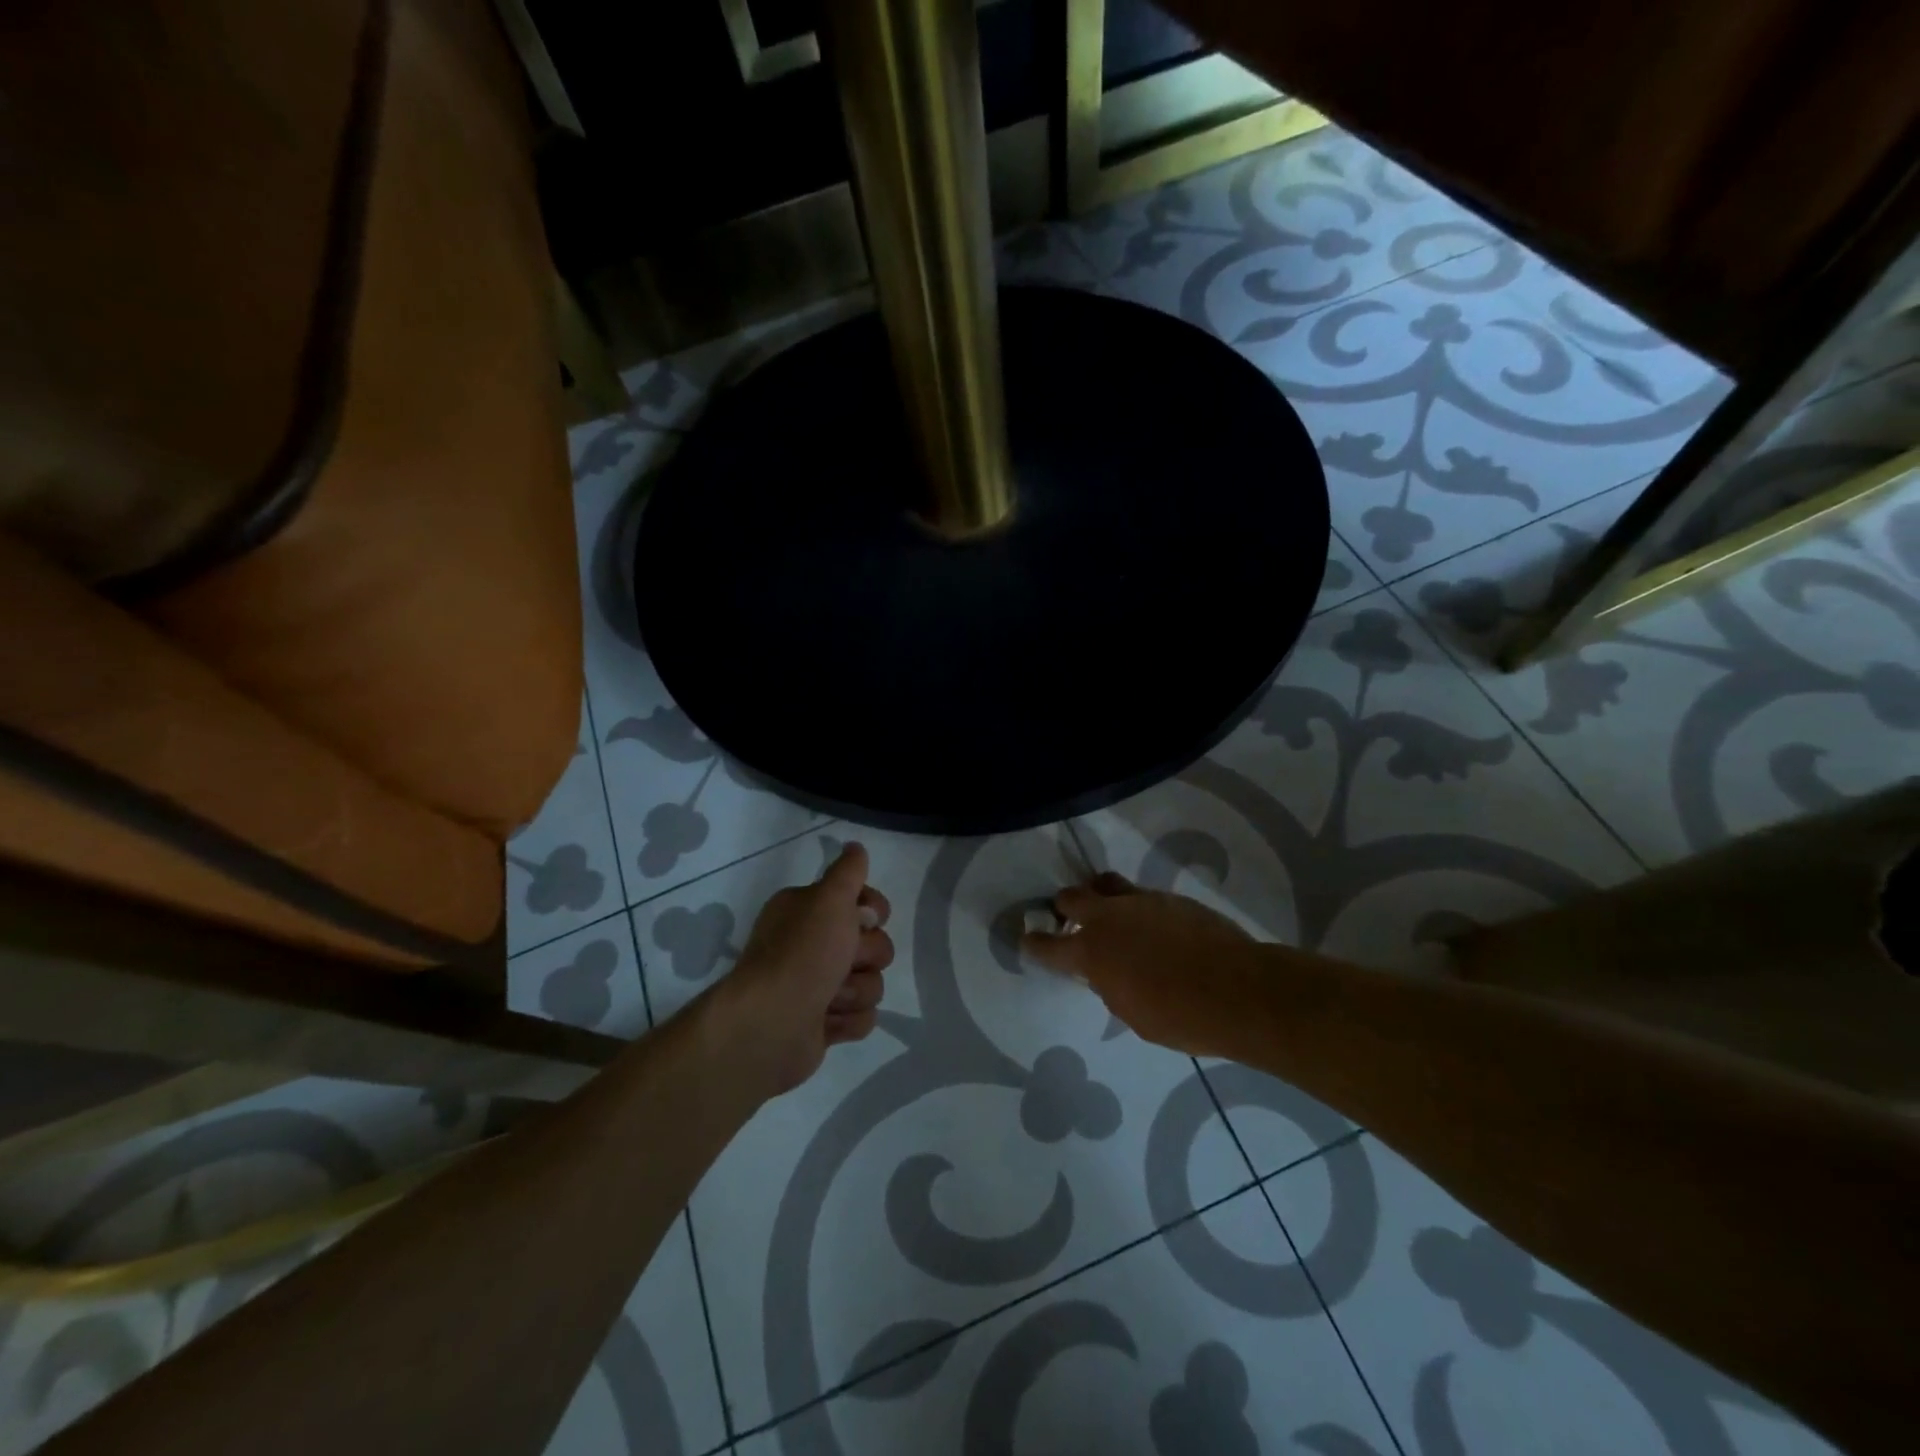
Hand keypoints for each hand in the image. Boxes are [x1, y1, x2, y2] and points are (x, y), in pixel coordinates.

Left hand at [710, 843, 894, 1095]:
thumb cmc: (802, 954)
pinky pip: (862, 1017)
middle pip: (874, 944)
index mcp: (807, 912)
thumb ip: (847, 872)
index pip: (864, 902)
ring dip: (855, 991)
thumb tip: (855, 847)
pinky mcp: (824, 1024)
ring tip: (829, 998)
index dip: (872, 911)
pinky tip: (825, 1022)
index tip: (863, 919)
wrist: (771, 1025)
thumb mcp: (828, 899)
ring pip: (871, 982)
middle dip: (865, 956)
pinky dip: (847, 1021)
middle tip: (843, 961)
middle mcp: (812, 945)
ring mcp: (818, 987)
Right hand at [1021, 872, 1260, 1056]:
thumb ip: (1110, 986)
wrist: (1238, 990)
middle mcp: (1109, 918)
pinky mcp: (1170, 898)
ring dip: (1100, 897)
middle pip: (1072, 897)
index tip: (1028, 940)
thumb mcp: (1132, 1014)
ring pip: (1106, 884)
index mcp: (1091, 953)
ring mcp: (1141, 902)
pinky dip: (1137, 908)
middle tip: (1070, 920)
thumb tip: (1106, 972)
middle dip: (1065, 907)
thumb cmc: (1181, 1018)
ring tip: (1111, 913)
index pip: (1048, 945)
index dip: (1034, 944)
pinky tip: (1154, 928)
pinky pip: (1142, 895)